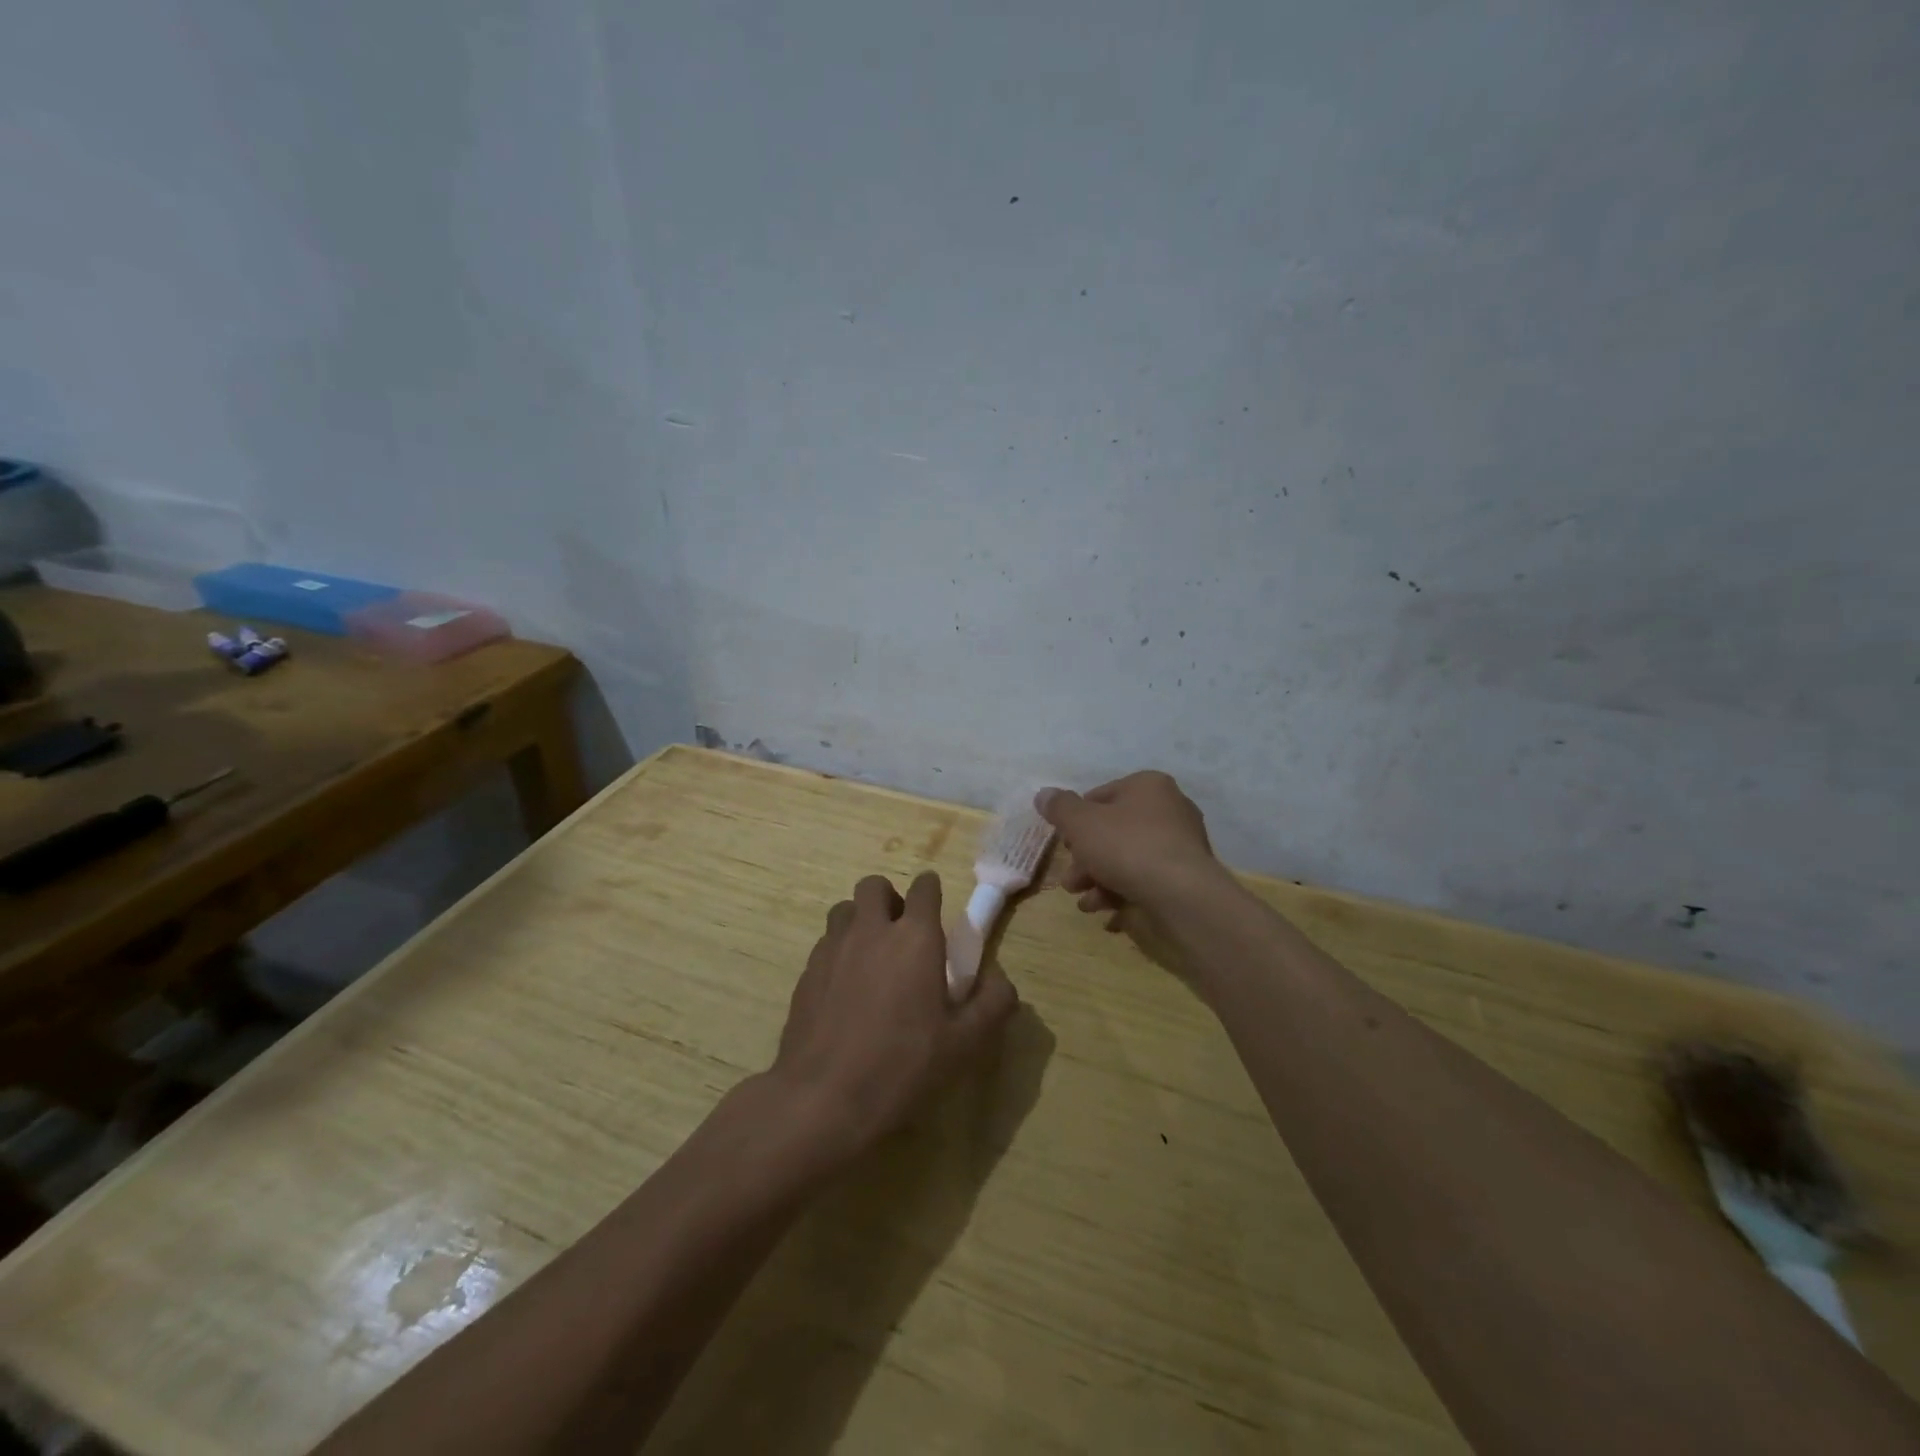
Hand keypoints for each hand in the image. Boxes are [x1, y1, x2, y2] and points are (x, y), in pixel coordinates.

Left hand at [771, 872, 1018, 1162]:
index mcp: (915, 938)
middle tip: (901, 934)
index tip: (936, 911)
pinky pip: (825, 943)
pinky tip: (845, 990)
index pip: (924, 887)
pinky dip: (839, 952)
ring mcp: (833, 948)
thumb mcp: (965, 1043)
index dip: (931, 892)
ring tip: (871, 958)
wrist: (823, 1099)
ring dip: (860, 921)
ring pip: (844, 909)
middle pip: (875, 885)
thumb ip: (993, 1003)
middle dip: (889, 898)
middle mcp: (871, 930)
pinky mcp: (806, 972)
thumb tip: (1001, 980)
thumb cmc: (902, 1066)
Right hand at [1035, 771, 1220, 917]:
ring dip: (1098, 880)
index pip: (1101, 796)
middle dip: (1085, 858)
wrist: (1180, 897)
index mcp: (1148, 786)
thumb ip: (1060, 808)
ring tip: (1084, 901)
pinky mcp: (1183, 880)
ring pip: (1126, 860)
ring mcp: (1179, 847)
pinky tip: (1106, 912)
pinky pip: (1144, 882)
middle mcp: (1169, 810)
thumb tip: (1044, 794)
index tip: (1065, 844)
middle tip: (1071, 879)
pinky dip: (1122, 895)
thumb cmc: (1127, 847)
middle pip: (1112, 832)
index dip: (1076, 820)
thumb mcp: (1081, 822)